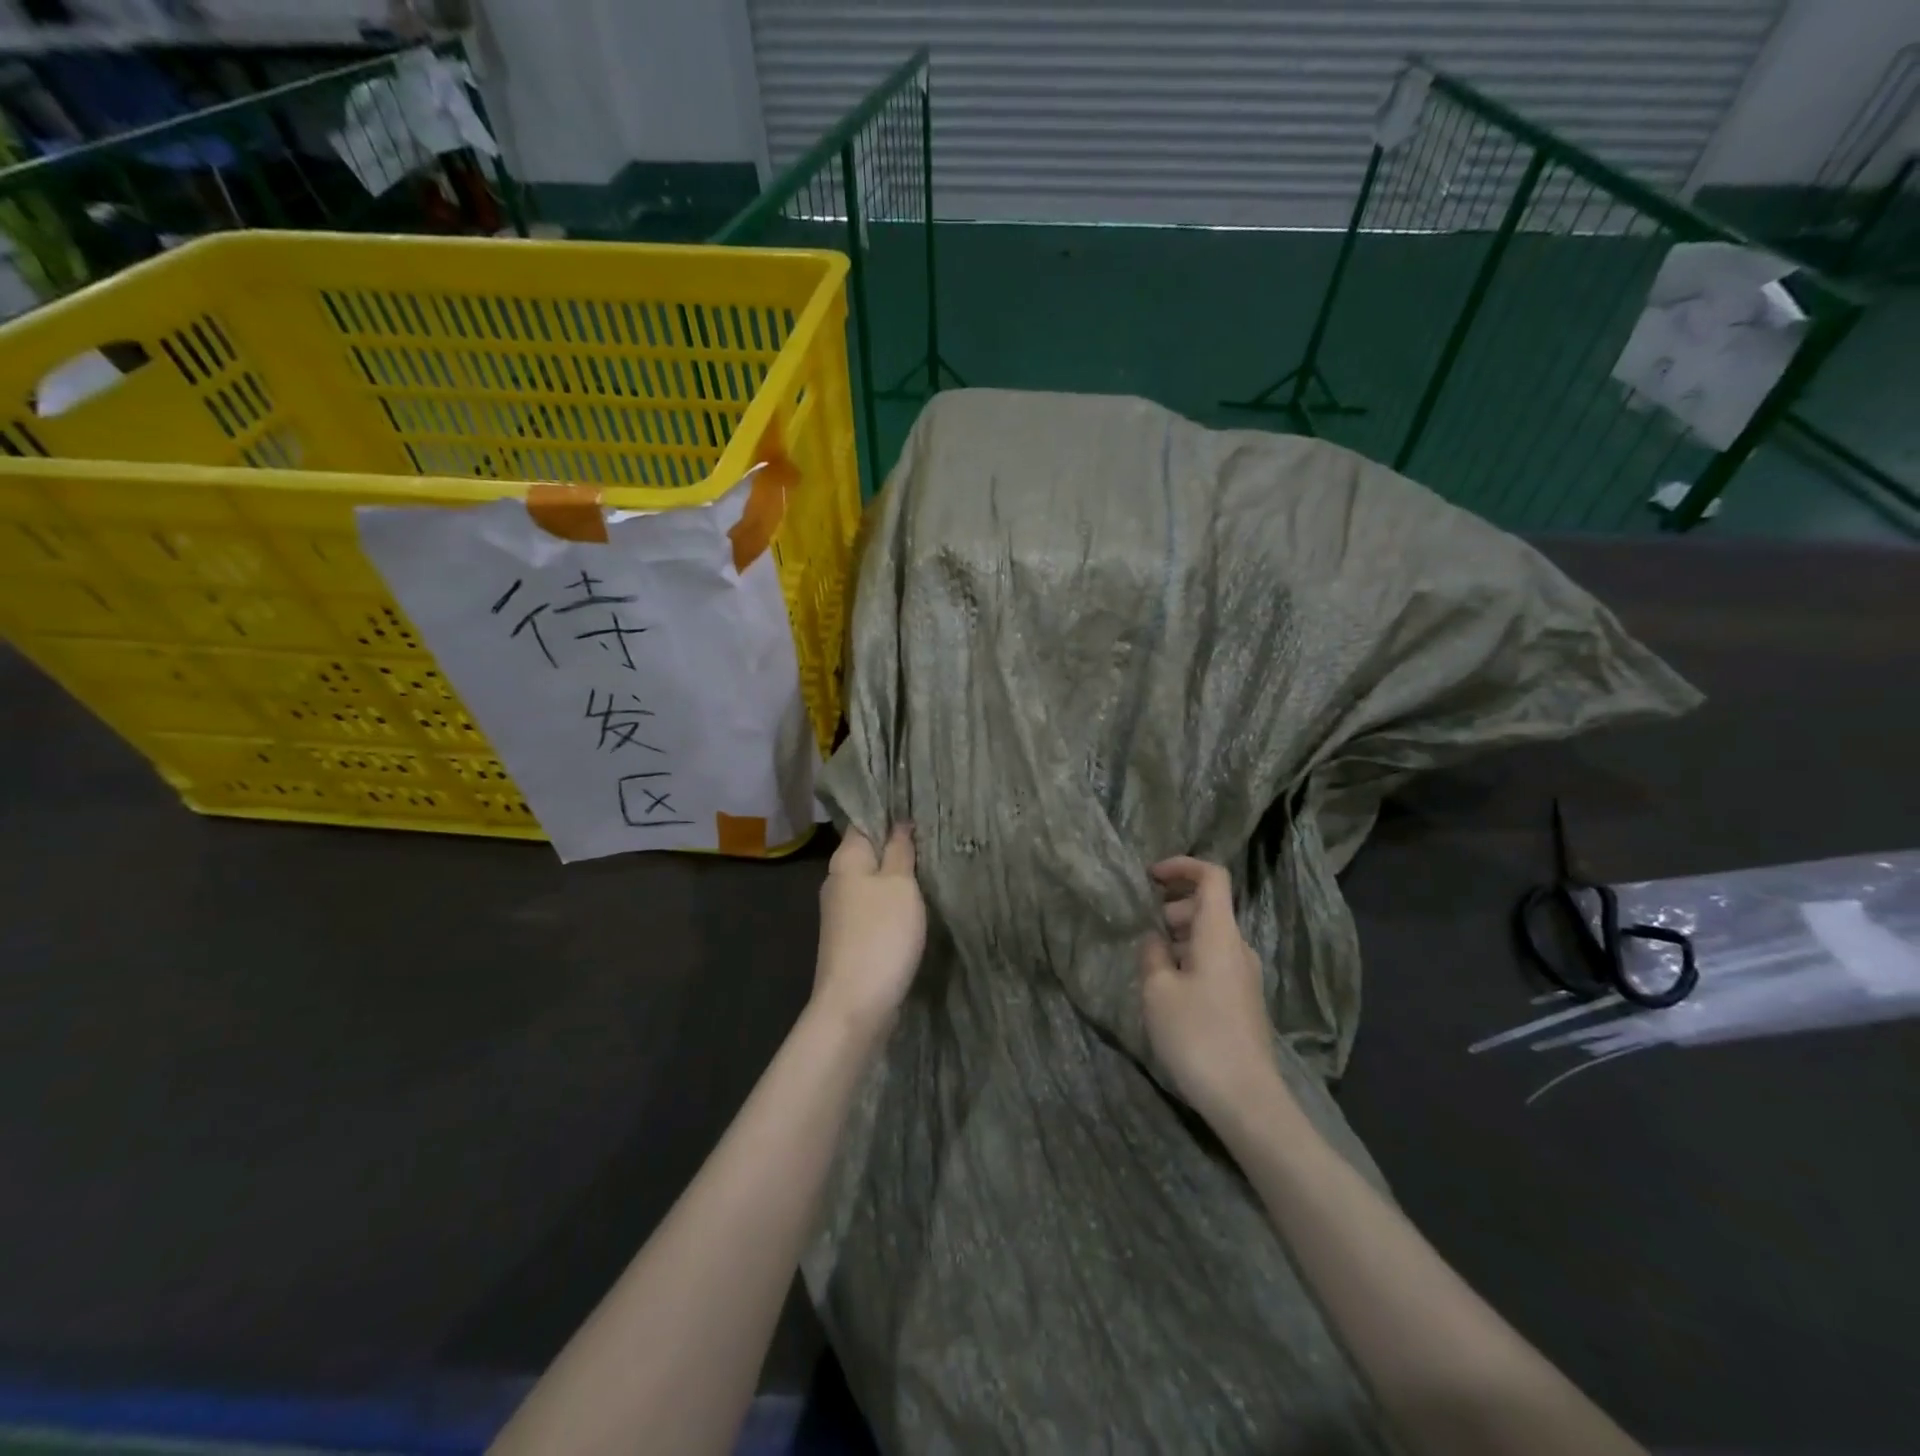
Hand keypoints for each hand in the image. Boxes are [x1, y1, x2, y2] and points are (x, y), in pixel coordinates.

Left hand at [812, 824, 926, 1037]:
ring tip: (931, 867)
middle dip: (896, 845)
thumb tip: (898, 822)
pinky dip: (893, 903)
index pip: (864, 822)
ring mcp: (842, 912)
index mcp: (845, 860)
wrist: (856, 1004)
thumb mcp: (899, 884)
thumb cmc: (881, 934)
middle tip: (933, 836)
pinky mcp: (851, 937)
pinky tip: (915, 905)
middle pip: (868, 852)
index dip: (888, 812)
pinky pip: (874, 908)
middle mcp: (838, 881)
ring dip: (897, 876)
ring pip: (873, 881)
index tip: (918, 806)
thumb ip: (899, 850)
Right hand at [1140, 856, 1281, 1125]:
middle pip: (1209, 906)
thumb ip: (1152, 954)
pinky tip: (1169, 991)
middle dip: (1174, 906)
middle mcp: (1238, 948)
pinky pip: (1214, 962)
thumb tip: (1155, 939)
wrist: (1247, 1099)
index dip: (1182, 865)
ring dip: (1179, 937)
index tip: (1150, 876)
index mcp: (1219, 934)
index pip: (1212, 876)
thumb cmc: (1197, 1035)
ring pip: (1210, 937)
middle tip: (1143, 927)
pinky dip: (1190, 959)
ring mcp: (1245, 976)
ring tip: (1149, 963)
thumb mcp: (1158, 991)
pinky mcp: (1243, 1001)